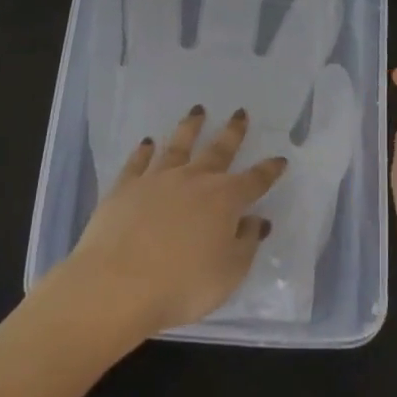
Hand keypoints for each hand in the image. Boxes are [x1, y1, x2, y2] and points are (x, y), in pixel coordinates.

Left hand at [58, 105, 287, 344]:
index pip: (255, 180)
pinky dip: (144, 150)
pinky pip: (138, 162)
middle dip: (232, 132)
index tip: (279, 159)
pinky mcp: (125, 187)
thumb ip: (246, 243)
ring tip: (197, 111)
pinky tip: (147, 142)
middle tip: (239, 112)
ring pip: (178, 146)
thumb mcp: (229, 273)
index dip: (269, 170)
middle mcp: (194, 180)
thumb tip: (256, 220)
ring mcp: (157, 180)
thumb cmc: (182, 285)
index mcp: (225, 200)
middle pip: (218, 151)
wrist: (117, 284)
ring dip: (190, 128)